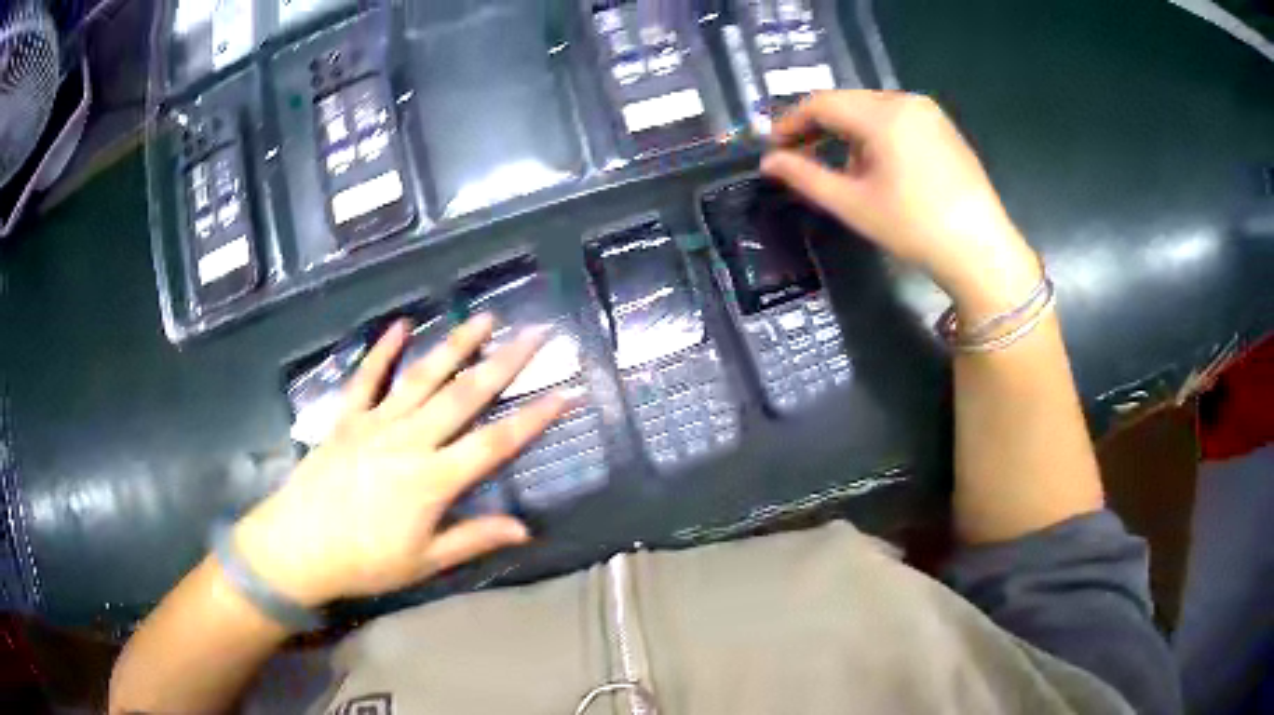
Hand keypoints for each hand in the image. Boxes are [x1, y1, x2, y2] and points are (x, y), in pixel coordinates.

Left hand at [231, 315, 569, 606]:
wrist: (297, 546)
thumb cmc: (364, 561)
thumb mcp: (424, 561)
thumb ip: (473, 538)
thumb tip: (525, 529)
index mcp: (432, 480)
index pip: (495, 443)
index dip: (535, 418)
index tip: (566, 392)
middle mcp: (409, 440)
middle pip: (465, 395)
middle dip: (505, 362)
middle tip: (536, 332)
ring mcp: (376, 423)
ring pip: (423, 377)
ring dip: (456, 345)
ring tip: (484, 317)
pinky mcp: (347, 418)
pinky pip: (367, 378)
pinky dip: (383, 350)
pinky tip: (402, 325)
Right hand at [760, 91, 1041, 321]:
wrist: (981, 251)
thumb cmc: (914, 228)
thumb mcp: (853, 204)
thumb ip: (805, 177)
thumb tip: (768, 162)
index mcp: (883, 114)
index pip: (822, 103)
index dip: (791, 122)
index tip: (773, 147)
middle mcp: (906, 101)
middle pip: (848, 102)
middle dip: (820, 126)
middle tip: (800, 156)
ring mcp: (930, 113)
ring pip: (872, 109)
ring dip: (848, 132)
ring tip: (841, 169)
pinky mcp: (944, 128)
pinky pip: (898, 119)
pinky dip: (876, 135)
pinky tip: (878, 167)